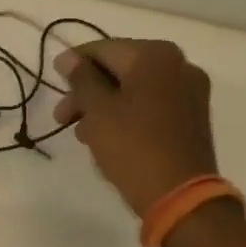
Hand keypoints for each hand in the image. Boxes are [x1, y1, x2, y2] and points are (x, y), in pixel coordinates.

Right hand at [54, 40, 221, 217]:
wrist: (181, 197)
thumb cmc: (133, 146)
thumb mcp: (97, 110)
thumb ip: (81, 78)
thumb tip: (68, 57)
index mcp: (156, 55)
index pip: (103, 50)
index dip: (74, 65)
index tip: (53, 82)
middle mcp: (179, 65)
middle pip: (120, 70)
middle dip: (88, 92)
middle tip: (62, 117)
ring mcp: (190, 92)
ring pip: (134, 90)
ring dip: (105, 107)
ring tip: (83, 135)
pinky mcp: (192, 118)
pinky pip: (151, 106)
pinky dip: (127, 116)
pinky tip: (107, 139)